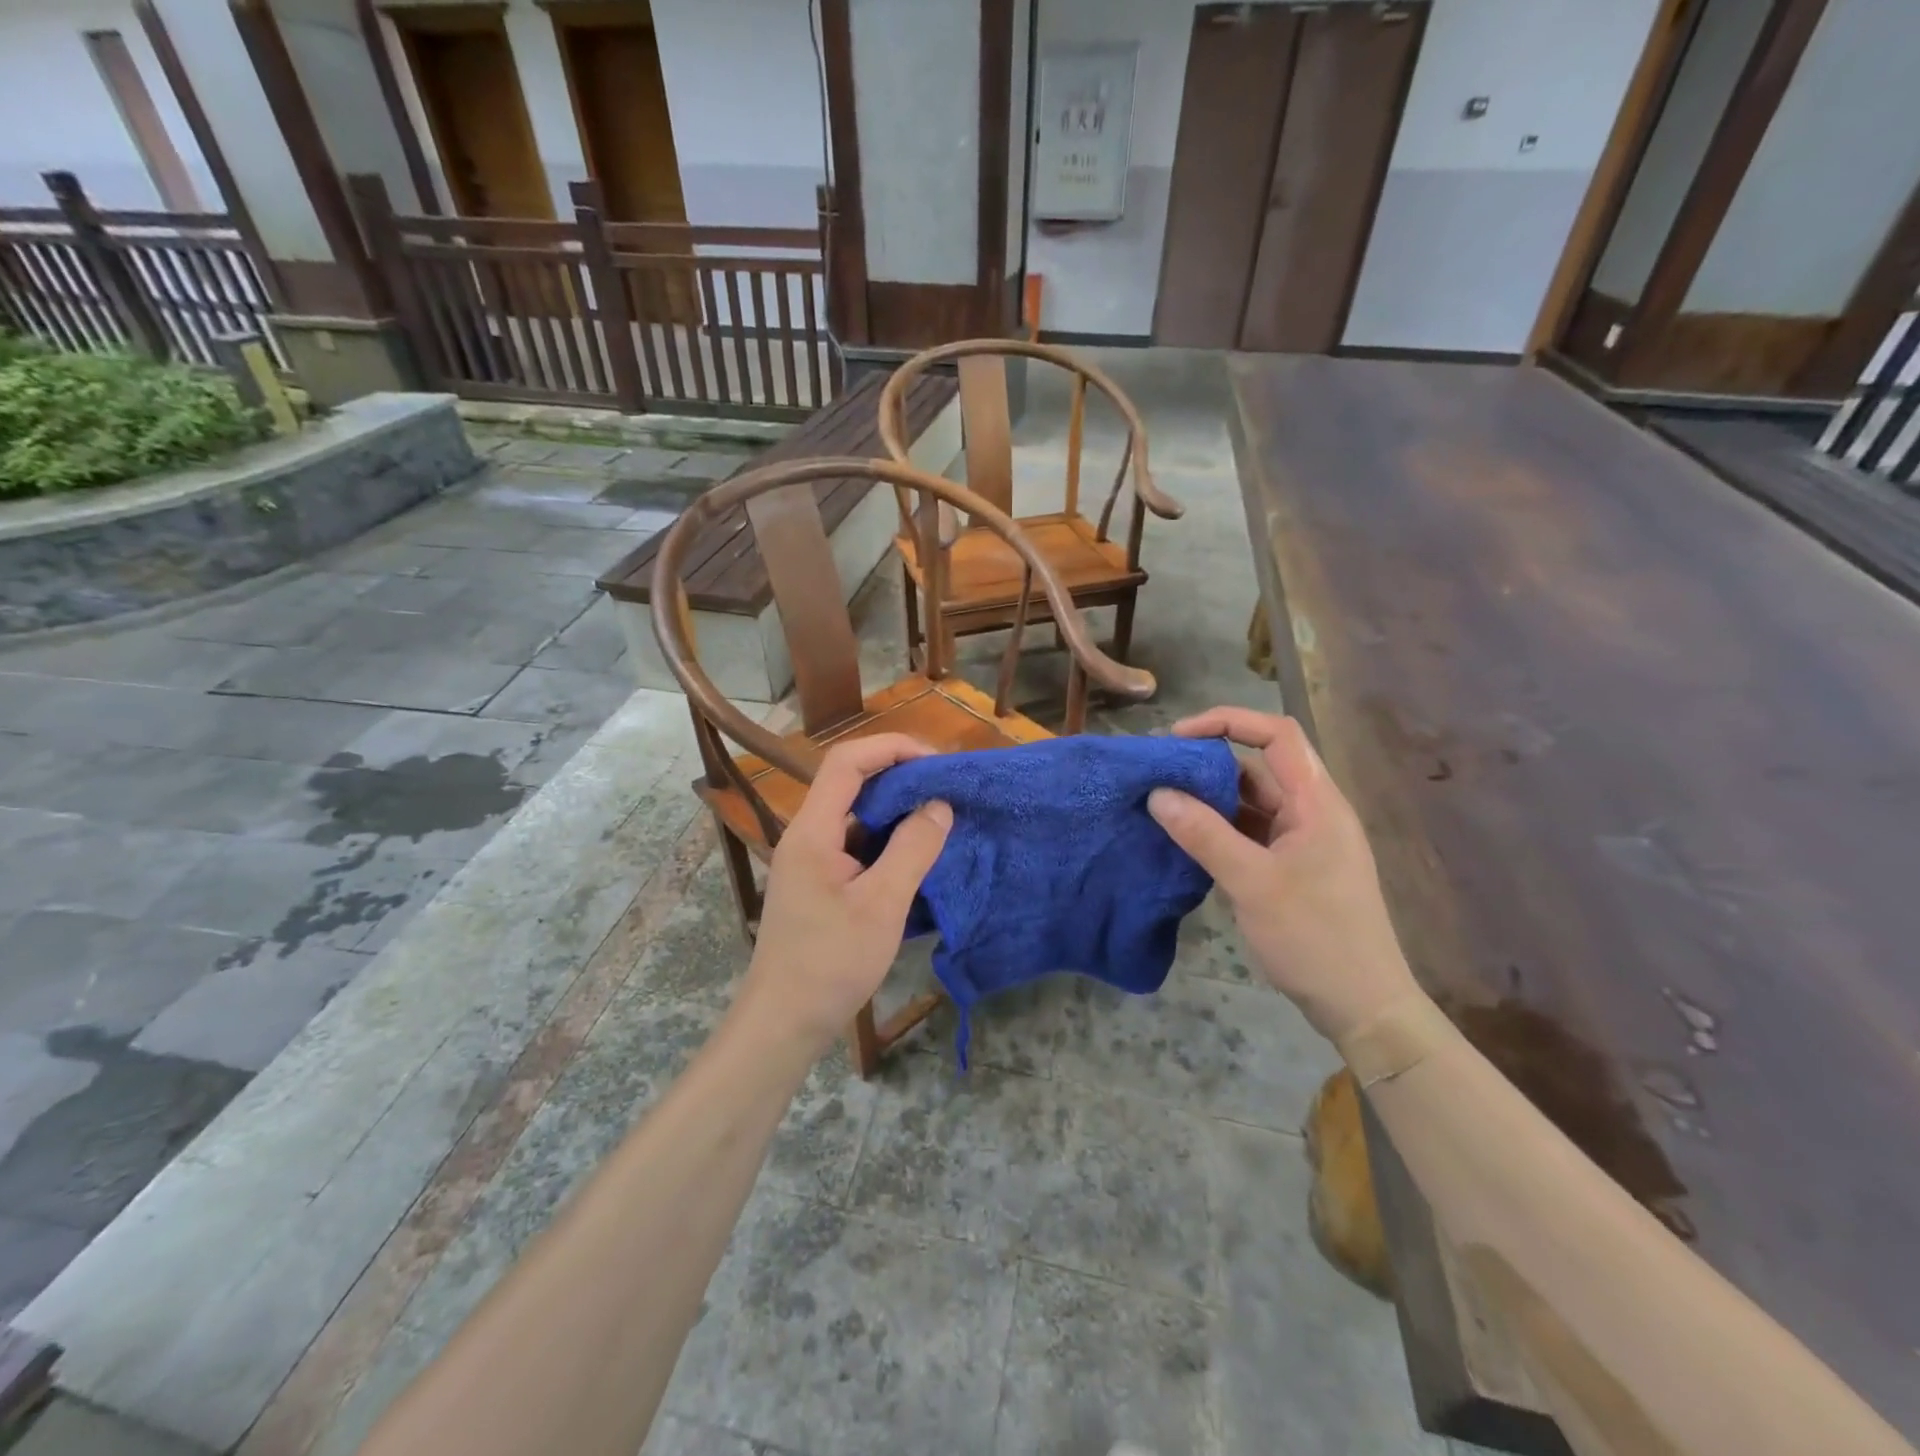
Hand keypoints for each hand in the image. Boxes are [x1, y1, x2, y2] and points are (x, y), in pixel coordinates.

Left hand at [734, 734, 952, 1057]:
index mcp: (813, 830)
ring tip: (938, 818)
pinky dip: (887, 840)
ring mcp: (811, 860)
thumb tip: (940, 805)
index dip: (891, 748)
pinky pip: (856, 844)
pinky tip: (915, 855)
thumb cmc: (831, 963)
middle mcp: (807, 835)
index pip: (846, 761)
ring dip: (895, 810)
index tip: (935, 762)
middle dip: (899, 776)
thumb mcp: (882, 904)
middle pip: (851, 782)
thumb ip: (913, 848)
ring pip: (855, 815)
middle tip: (945, 790)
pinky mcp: (819, 883)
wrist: (784, 1022)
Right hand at [1148, 707, 1420, 1044]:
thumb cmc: (1315, 938)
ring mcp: (1302, 841)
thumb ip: (1204, 834)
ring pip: (1250, 802)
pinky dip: (1218, 828)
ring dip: (1209, 798)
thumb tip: (1157, 794)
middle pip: (1259, 766)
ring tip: (1161, 803)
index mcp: (1316, 803)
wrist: (1362, 1007)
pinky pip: (1249, 832)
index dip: (1228, 721)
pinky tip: (1184, 838)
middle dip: (1208, 763)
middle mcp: (1312, 812)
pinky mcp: (1291, 867)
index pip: (1277, 734)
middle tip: (1158, 774)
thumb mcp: (1252, 883)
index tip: (1178, 737)